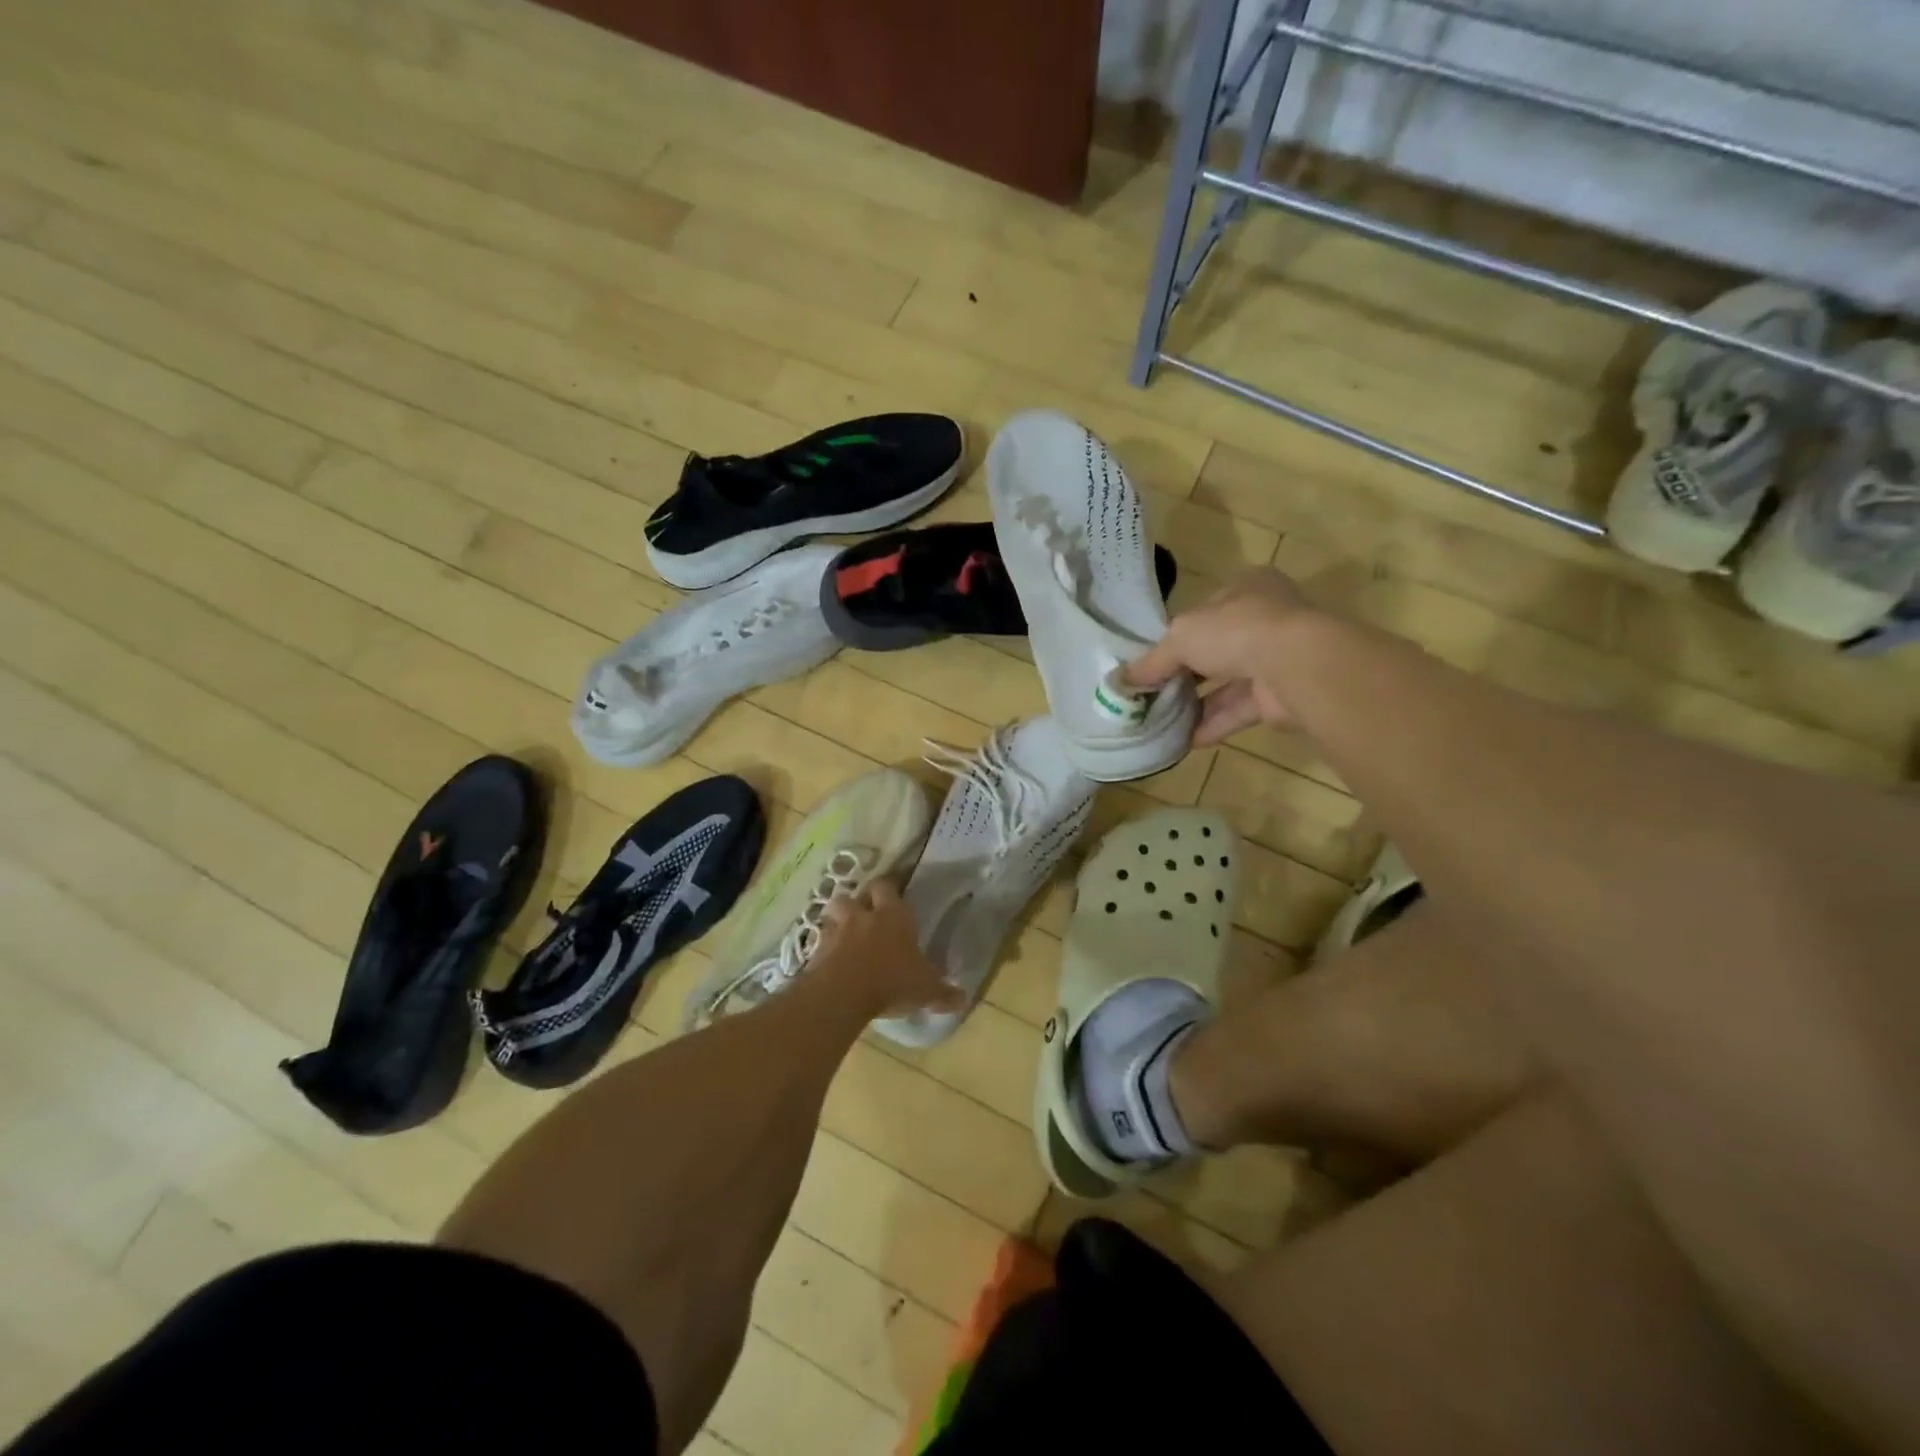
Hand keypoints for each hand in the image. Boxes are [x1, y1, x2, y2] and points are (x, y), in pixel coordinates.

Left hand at [813, 878, 963, 1019]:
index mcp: (893, 916)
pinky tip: (832, 961)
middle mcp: (863, 916)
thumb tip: (963, 999)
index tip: (893, 894)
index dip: (889, 888)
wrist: (843, 993)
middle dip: (860, 901)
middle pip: (856, 894)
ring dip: (838, 920)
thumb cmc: (892, 981)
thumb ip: (943, 993)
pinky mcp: (816, 950)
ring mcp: (837, 931)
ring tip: (845, 934)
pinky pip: (820, 941)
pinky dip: (824, 948)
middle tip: (868, 914)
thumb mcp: (925, 990)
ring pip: (834, 913)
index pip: (888, 886)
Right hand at [1127, 568, 1315, 745]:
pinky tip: (1186, 740)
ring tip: (1163, 720)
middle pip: (1216, 648)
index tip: (1152, 659)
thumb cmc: (1236, 630)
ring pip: (1229, 682)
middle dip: (1185, 673)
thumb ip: (1153, 660)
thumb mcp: (1181, 636)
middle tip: (1153, 693)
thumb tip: (1123, 680)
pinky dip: (1214, 723)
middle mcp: (1265, 619)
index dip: (1177, 634)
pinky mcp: (1281, 695)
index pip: (1205, 610)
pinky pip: (1241, 709)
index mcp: (1246, 588)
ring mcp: (1276, 658)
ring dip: (1197, 702)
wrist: (1295, 665)